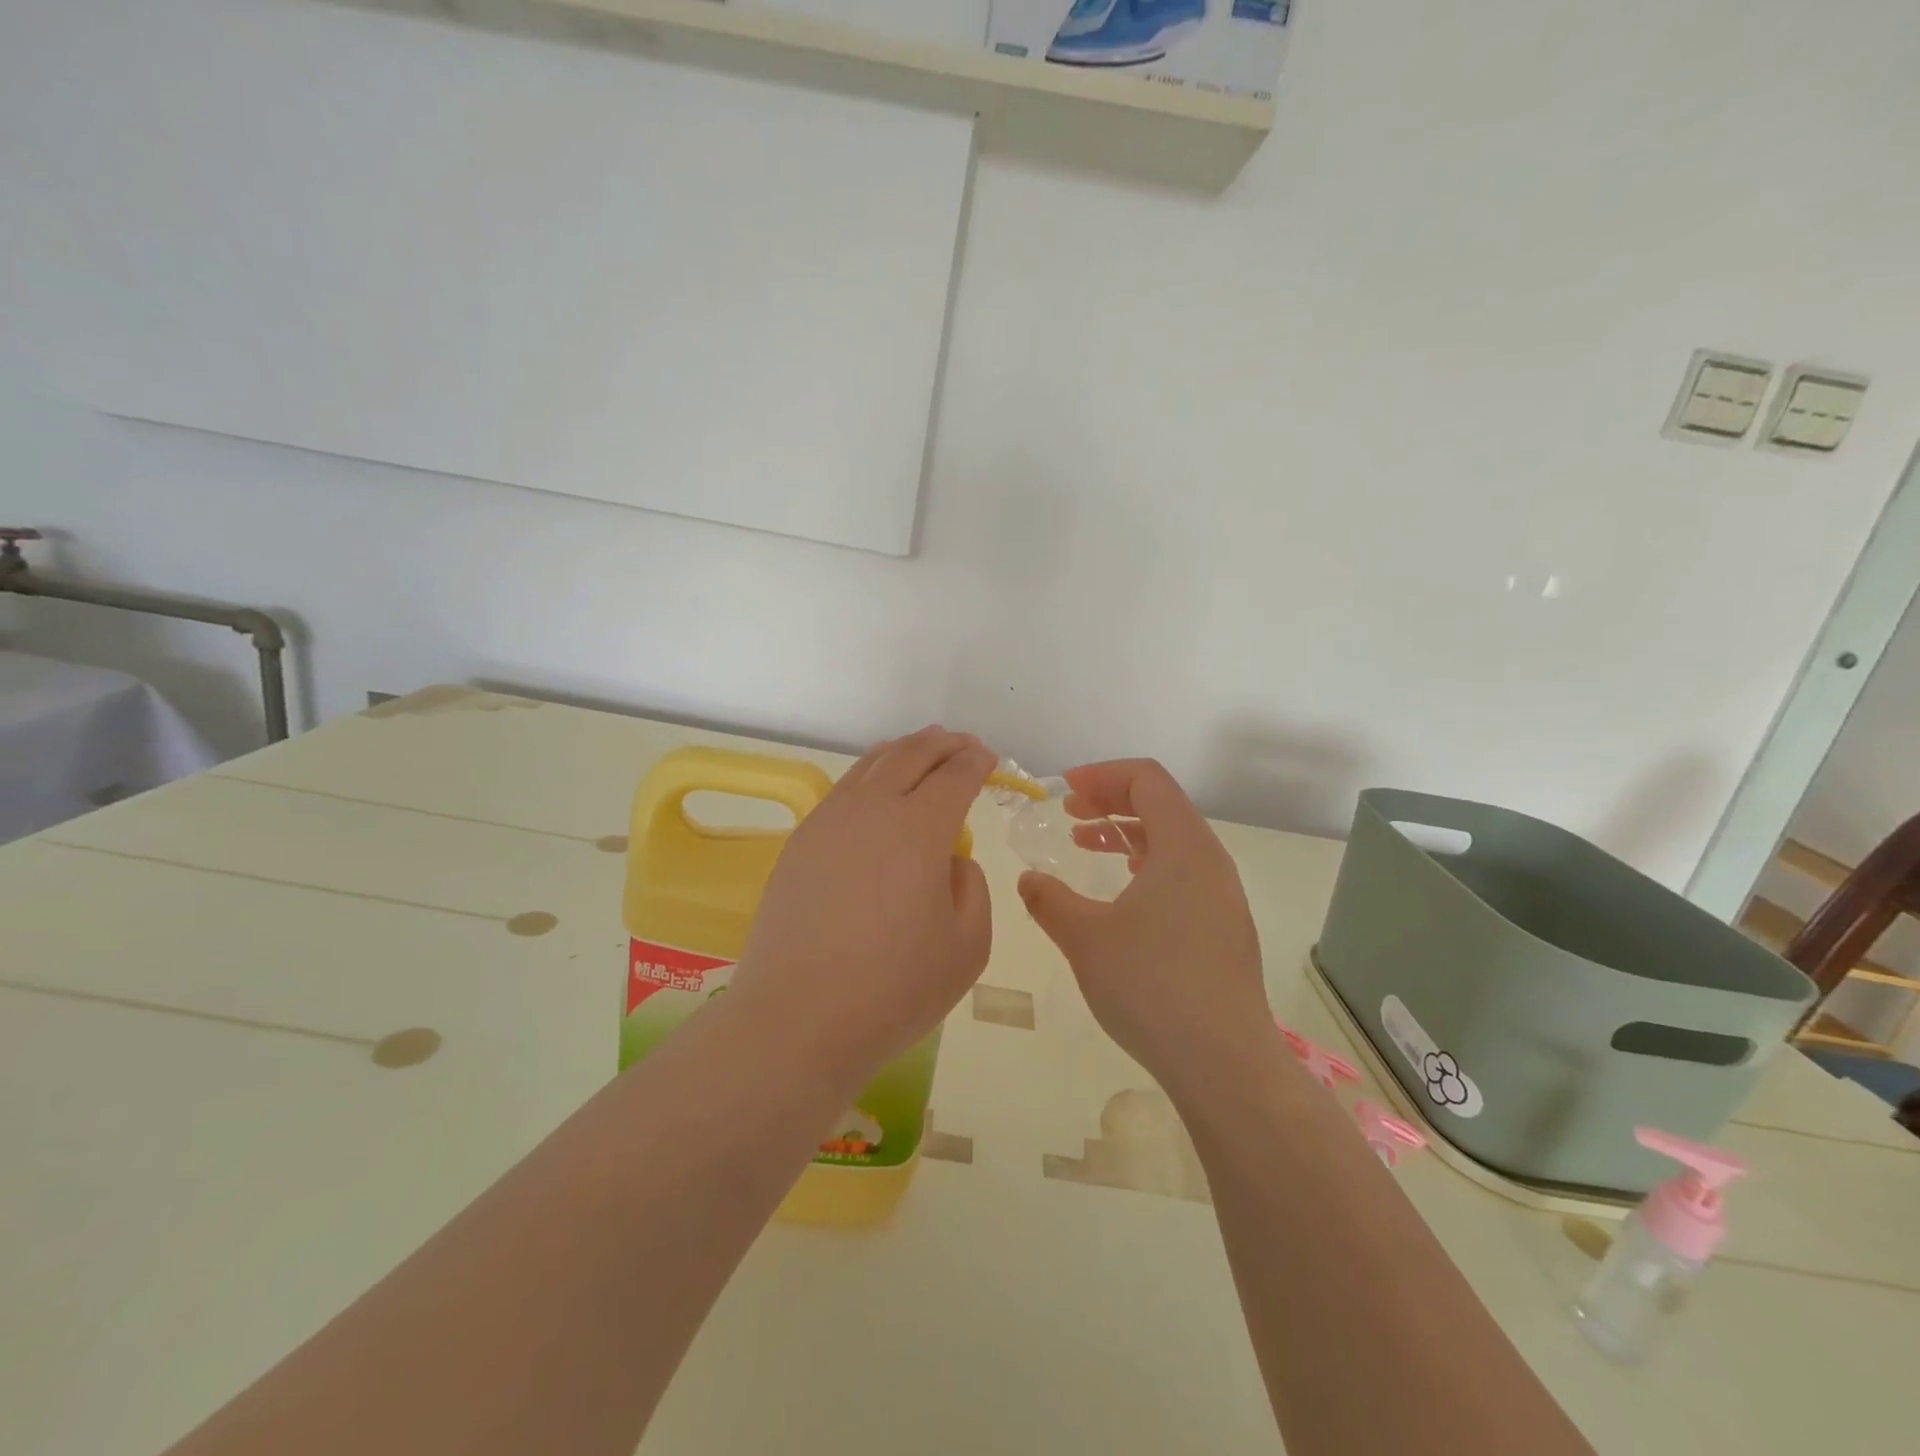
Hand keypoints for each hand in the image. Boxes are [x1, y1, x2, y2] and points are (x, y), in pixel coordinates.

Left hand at [730, 727, 995, 1087]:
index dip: (976, 762)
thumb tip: (949, 860)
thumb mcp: (968, 946)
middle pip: (911, 755)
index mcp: (920, 829)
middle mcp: (873, 809)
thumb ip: (971, 888)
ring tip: (920, 749)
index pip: (955, 776)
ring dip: (903, 750)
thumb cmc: (895, 989)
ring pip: (871, 764)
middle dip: (942, 744)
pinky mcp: (801, 842)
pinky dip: (869, 774)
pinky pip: (843, 789)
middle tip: (961, 744)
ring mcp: (829, 822)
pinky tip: (874, 788)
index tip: (988, 757)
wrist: (798, 1018)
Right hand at [1017, 759, 1272, 1099]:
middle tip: (1068, 813)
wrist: (1224, 1063)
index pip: (1146, 780)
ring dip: (1126, 833)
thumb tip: (1028, 880)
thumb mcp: (1086, 938)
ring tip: (1085, 843)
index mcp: (1183, 846)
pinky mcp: (1224, 926)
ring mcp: (1222, 895)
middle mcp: (1210, 860)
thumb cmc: (1151, 986)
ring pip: (1172, 840)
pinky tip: (1121, 890)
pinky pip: (1182, 872)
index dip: (1101, 775)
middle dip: (1110, 800)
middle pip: (1161, 804)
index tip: (1063, 790)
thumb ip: (1049, 901)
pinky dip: (1146, 863)